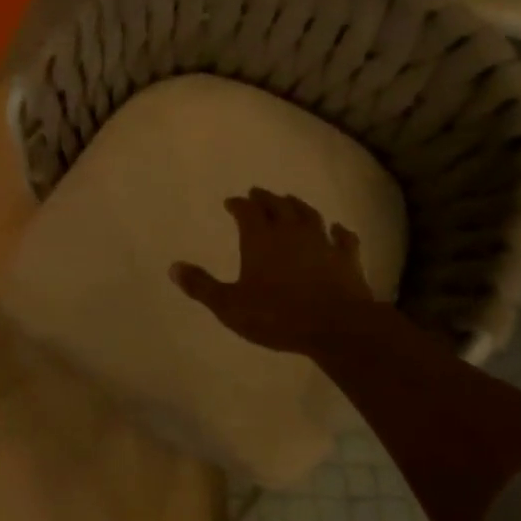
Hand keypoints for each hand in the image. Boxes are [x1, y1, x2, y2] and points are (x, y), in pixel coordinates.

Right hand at [169, 188, 379, 359]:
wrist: (336, 326)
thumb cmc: (277, 315)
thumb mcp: (230, 305)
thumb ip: (202, 286)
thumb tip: (173, 267)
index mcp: (260, 239)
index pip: (247, 211)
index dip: (238, 205)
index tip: (231, 202)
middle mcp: (291, 232)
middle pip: (277, 206)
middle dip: (265, 198)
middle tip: (258, 193)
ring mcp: (322, 243)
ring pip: (309, 215)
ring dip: (298, 205)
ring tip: (290, 200)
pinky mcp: (347, 259)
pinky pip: (344, 238)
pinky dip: (339, 231)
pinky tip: (338, 229)